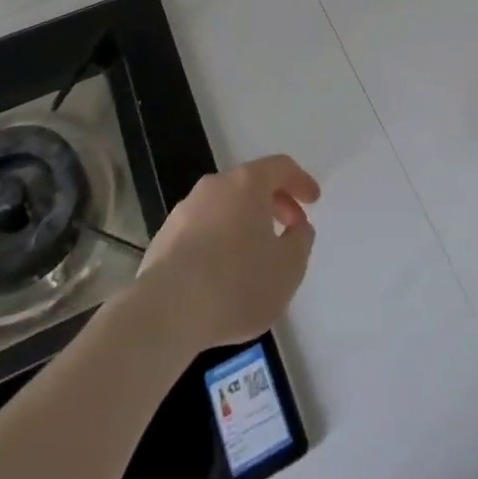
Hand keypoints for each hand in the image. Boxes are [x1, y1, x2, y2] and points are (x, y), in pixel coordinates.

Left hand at [136, 154, 320, 352]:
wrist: (166, 311)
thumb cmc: (236, 284)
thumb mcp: (288, 269)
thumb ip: (301, 242)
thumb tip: (298, 228)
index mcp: (247, 183)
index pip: (281, 167)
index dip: (301, 181)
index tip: (313, 200)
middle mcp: (215, 186)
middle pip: (251, 185)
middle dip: (275, 204)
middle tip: (289, 230)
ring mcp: (185, 209)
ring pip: (225, 207)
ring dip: (245, 223)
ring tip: (255, 257)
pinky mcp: (164, 237)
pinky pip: (202, 230)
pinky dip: (219, 242)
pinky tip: (222, 274)